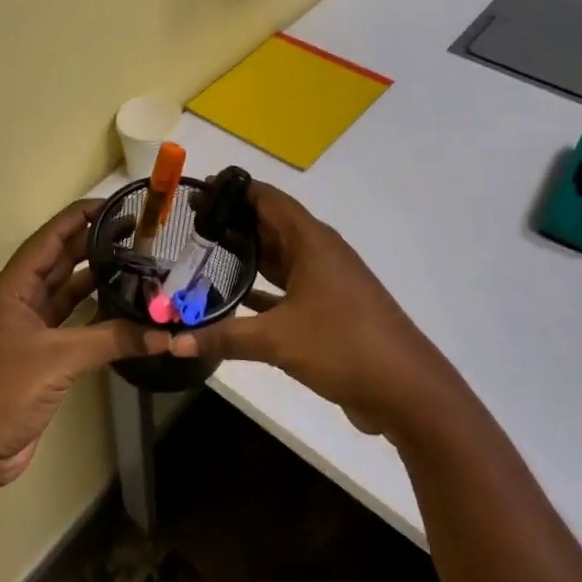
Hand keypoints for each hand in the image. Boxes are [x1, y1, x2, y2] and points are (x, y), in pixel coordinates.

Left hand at [0, 200, 171, 488]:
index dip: (79, 218)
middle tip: (137, 232)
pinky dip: (95, 313)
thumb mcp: (58, 358)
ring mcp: (30, 328)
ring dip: (96, 277)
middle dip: (94, 244)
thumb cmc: (4, 390)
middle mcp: (20, 300)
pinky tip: (123, 306)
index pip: (49, 239)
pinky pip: (73, 322)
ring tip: (136, 263)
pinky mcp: (41, 355)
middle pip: (60, 261)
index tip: (114, 204)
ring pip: (67, 291)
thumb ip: (112, 340)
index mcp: (12, 287)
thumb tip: (164, 333)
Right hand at [170, 184, 453, 438]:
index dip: (234, 191)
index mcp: (312, 241)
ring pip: (277, 259)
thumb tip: (174, 341)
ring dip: (245, 257)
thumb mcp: (278, 339)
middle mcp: (318, 253)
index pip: (268, 199)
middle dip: (233, 223)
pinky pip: (285, 289)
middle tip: (188, 225)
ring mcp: (324, 283)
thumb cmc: (343, 345)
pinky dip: (259, 291)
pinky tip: (230, 300)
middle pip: (270, 226)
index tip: (198, 190)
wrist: (406, 391)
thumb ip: (224, 336)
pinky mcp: (327, 311)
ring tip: (201, 255)